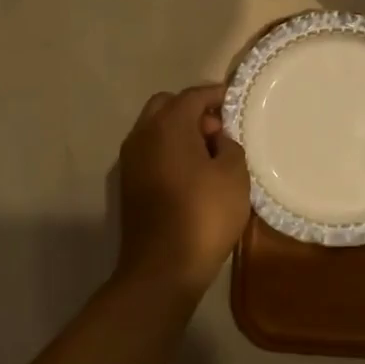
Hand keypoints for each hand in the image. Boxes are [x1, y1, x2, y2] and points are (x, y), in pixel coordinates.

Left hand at [117, 84, 250, 292]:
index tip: (236, 101)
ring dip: (179, 131)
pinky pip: (151, 151)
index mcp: (167, 125)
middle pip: (167, 106)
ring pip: (155, 128)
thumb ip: (228, 145)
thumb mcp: (234, 175)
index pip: (193, 95)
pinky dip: (169, 150)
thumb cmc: (203, 215)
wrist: (162, 269)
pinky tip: (192, 172)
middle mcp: (142, 135)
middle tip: (220, 130)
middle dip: (193, 110)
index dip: (216, 95)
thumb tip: (215, 139)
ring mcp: (130, 160)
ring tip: (209, 153)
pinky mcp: (128, 184)